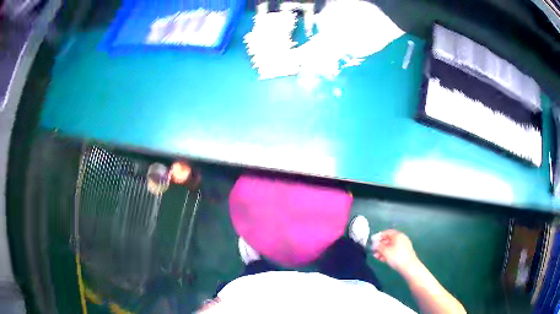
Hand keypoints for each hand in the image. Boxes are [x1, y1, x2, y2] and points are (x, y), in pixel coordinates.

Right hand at [371, 229, 418, 273]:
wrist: (409, 267)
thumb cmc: (396, 257)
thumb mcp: (385, 251)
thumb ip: (378, 246)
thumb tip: (374, 243)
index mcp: (398, 235)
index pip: (387, 232)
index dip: (379, 236)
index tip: (372, 241)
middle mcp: (401, 238)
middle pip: (389, 239)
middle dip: (380, 245)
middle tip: (373, 250)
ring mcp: (404, 246)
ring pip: (391, 246)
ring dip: (383, 250)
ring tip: (376, 256)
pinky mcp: (404, 252)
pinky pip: (394, 251)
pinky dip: (388, 254)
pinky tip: (382, 259)